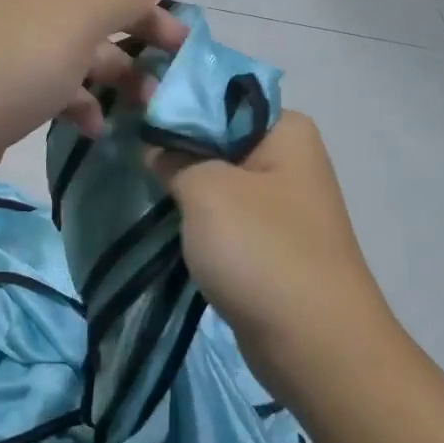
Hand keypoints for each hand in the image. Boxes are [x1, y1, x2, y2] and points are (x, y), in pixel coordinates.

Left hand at [0, 0, 190, 204]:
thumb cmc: (2, 61)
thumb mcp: (73, 21)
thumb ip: (120, 0)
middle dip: (137, 22)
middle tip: (180, 48)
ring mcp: (4, 38)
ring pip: (75, 43)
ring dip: (114, 69)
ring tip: (148, 99)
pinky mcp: (0, 82)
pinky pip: (52, 79)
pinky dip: (77, 98)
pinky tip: (94, 126)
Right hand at [148, 111, 396, 402]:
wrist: (316, 346)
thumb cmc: (262, 251)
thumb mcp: (206, 190)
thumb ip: (173, 156)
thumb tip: (155, 146)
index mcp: (286, 129)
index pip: (221, 96)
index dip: (176, 102)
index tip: (132, 113)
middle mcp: (289, 158)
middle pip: (219, 136)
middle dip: (176, 146)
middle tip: (128, 150)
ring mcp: (282, 203)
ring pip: (219, 178)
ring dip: (184, 185)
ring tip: (140, 182)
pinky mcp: (271, 242)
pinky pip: (226, 215)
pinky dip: (198, 218)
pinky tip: (166, 221)